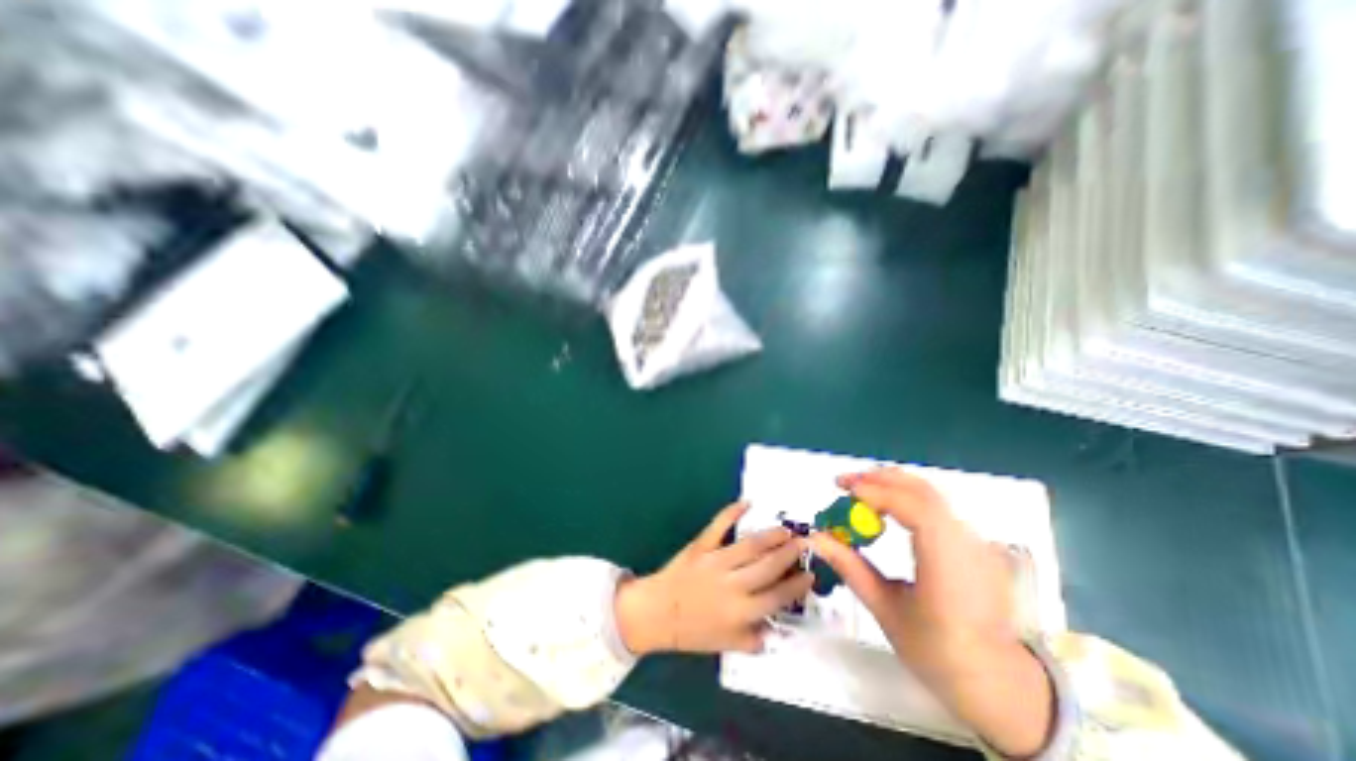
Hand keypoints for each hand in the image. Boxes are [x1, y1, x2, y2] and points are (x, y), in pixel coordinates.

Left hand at [617, 502, 815, 656]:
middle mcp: (733, 585)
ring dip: (771, 536)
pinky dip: (732, 512)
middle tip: (804, 543)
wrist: (657, 613)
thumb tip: (775, 630)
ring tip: (786, 529)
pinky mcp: (701, 546)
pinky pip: (719, 525)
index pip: (778, 596)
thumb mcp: (727, 645)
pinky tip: (746, 503)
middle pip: (769, 566)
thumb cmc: (693, 631)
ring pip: (750, 545)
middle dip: (789, 554)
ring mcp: (716, 561)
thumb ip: (753, 639)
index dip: (797, 584)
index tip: (810, 574)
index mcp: (741, 612)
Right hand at [809, 470, 1051, 755]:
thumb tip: (815, 538)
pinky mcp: (974, 542)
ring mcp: (975, 541)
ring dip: (891, 484)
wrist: (997, 682)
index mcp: (948, 567)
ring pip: (931, 494)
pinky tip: (886, 505)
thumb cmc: (937, 652)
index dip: (878, 493)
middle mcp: (967, 545)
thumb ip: (849, 567)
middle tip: (844, 483)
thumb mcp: (885, 610)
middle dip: (879, 479)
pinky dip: (905, 496)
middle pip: (923, 492)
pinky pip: (936, 506)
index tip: (845, 491)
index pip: (917, 510)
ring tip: (859, 490)